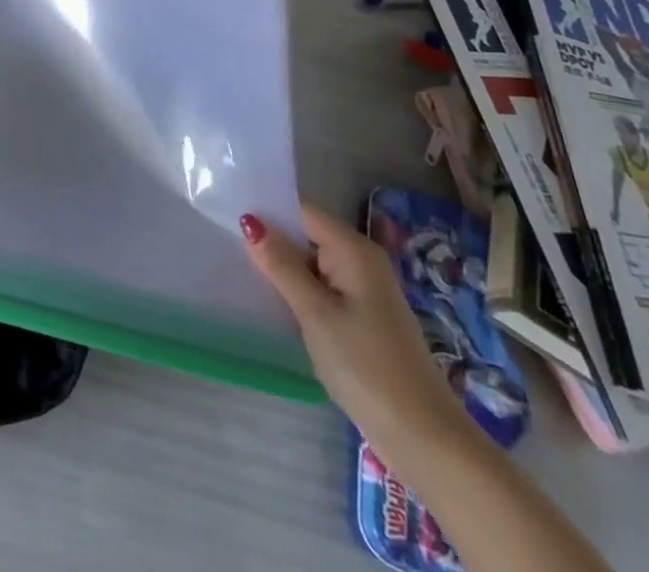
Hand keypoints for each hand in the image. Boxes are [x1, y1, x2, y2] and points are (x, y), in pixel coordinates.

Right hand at [241, 202, 468, 458]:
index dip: (267, 209)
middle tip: (224, 241)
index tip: (226, 211)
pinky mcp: (363, 319)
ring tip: (238, 268)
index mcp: (354, 250)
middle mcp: (361, 262)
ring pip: (312, 265)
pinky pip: (322, 289)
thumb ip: (281, 265)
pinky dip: (299, 292)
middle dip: (271, 240)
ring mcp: (364, 292)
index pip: (302, 211)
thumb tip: (250, 220)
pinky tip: (273, 303)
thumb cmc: (366, 366)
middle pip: (306, 235)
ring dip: (283, 269)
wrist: (425, 439)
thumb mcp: (315, 313)